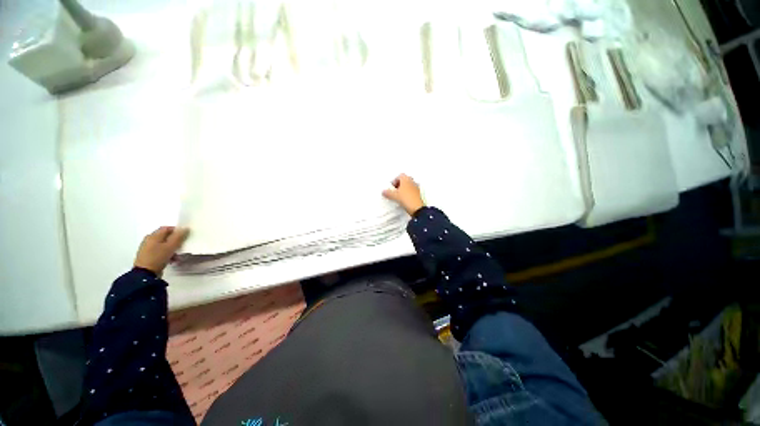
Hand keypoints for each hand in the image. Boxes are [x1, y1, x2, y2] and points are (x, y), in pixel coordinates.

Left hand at [133, 226, 189, 275]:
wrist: (145, 274)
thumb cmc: (158, 257)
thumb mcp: (171, 246)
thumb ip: (178, 236)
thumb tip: (185, 228)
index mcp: (153, 236)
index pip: (166, 228)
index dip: (176, 230)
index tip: (184, 236)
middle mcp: (149, 240)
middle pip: (165, 237)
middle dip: (175, 241)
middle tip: (182, 246)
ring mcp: (147, 248)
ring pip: (163, 245)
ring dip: (172, 248)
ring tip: (178, 255)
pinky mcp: (147, 256)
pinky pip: (159, 251)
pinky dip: (167, 254)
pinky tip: (171, 259)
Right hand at [382, 174, 424, 215]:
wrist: (417, 208)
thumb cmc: (407, 199)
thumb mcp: (394, 196)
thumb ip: (388, 193)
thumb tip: (384, 191)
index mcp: (406, 179)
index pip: (400, 175)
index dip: (394, 180)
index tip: (391, 186)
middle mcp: (412, 182)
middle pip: (405, 179)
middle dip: (399, 184)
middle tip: (395, 190)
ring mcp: (416, 187)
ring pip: (409, 185)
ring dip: (404, 188)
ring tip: (399, 195)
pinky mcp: (418, 194)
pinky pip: (412, 190)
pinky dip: (408, 193)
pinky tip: (404, 199)